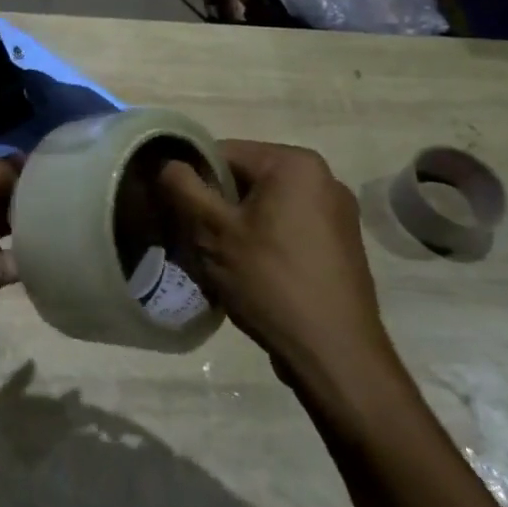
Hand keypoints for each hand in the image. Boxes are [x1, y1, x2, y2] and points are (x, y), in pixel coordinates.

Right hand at [158, 140, 393, 377]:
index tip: (177, 213)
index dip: (193, 180)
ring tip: (221, 262)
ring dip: (237, 226)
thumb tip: (166, 162)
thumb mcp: (213, 232)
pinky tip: (252, 275)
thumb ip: (183, 187)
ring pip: (265, 206)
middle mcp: (323, 177)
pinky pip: (288, 227)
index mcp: (294, 163)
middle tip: (196, 241)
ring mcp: (337, 212)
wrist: (335, 354)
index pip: (223, 152)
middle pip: (246, 179)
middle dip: (216, 206)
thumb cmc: (271, 282)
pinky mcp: (341, 244)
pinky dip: (264, 241)